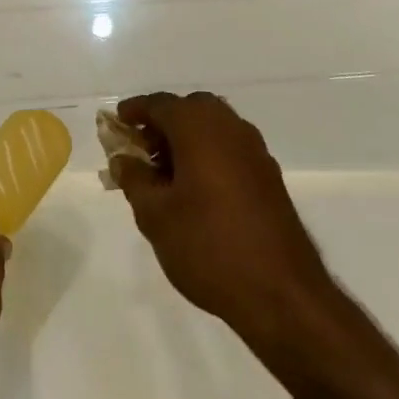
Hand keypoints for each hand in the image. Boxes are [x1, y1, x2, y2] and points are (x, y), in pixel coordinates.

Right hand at [109, 92, 334, 345]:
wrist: (282, 294)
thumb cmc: (208, 246)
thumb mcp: (155, 215)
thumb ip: (134, 179)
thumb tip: (124, 159)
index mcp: (199, 127)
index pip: (159, 104)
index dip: (135, 111)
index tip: (116, 123)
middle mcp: (230, 127)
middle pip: (190, 108)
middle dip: (163, 123)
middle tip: (141, 150)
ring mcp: (254, 151)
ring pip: (213, 128)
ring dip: (187, 139)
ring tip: (165, 174)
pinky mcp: (269, 176)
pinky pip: (230, 149)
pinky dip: (208, 154)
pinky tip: (196, 190)